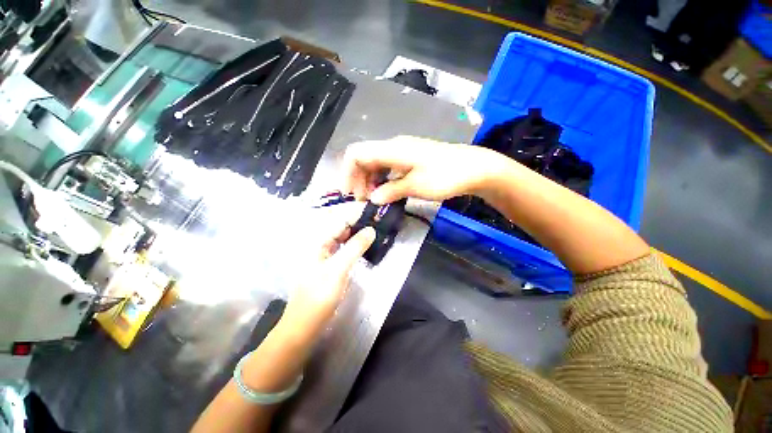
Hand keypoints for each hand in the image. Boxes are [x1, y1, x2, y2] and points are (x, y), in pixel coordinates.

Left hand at [281, 203, 375, 338]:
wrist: (304, 327)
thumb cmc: (319, 297)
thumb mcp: (338, 270)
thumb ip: (355, 248)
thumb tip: (371, 229)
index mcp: (319, 243)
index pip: (341, 221)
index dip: (357, 215)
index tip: (375, 212)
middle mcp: (321, 246)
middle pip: (342, 229)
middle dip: (360, 224)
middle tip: (380, 223)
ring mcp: (326, 257)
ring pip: (344, 240)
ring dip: (359, 235)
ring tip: (376, 232)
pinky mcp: (330, 268)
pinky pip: (344, 251)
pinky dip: (355, 247)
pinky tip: (366, 248)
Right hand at [343, 136, 509, 203]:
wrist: (473, 168)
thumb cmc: (445, 176)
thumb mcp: (416, 186)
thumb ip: (391, 191)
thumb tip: (373, 199)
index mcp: (392, 149)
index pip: (357, 153)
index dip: (347, 172)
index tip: (349, 193)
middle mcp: (393, 147)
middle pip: (364, 158)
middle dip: (358, 179)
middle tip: (363, 201)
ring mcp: (402, 152)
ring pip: (375, 163)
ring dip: (370, 181)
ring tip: (373, 199)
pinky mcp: (410, 159)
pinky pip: (387, 167)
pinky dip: (382, 179)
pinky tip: (386, 192)